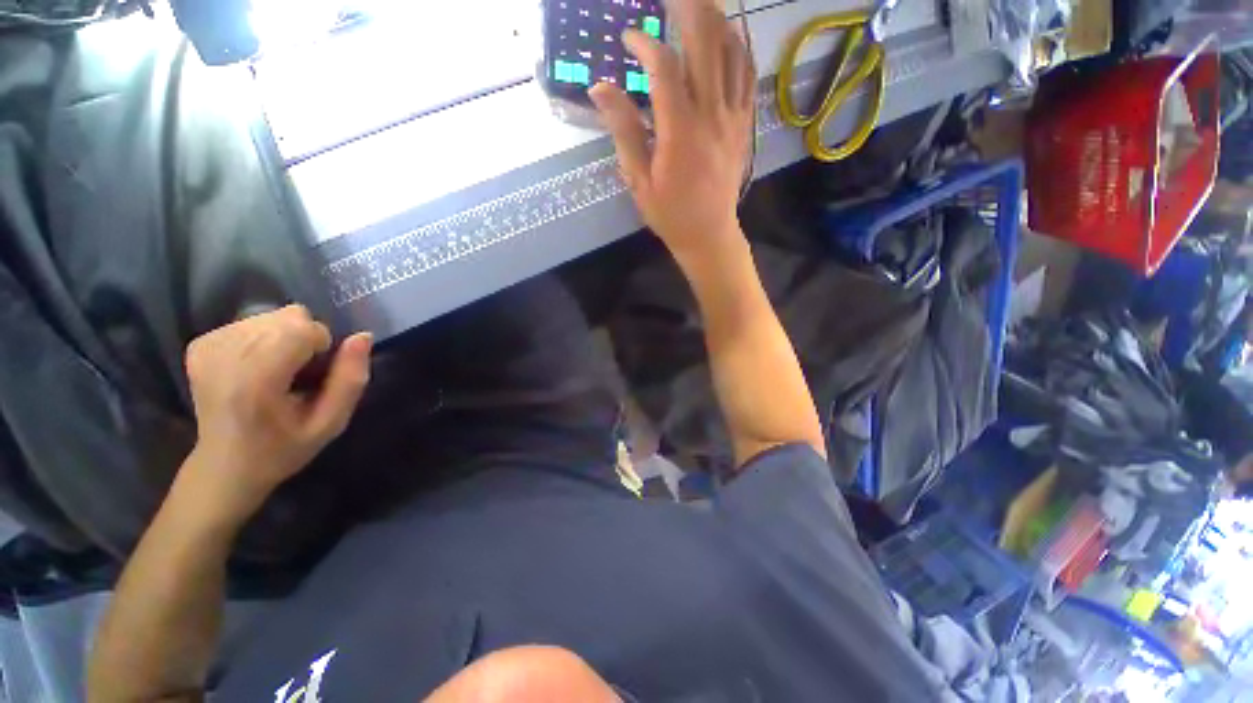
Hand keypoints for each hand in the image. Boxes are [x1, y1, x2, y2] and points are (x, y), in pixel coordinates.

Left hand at [182, 305, 372, 521]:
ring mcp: (207, 347)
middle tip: (300, 374)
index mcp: (255, 381)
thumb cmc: (283, 449)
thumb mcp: (331, 424)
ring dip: (286, 338)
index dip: (323, 345)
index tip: (318, 374)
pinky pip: (251, 321)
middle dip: (306, 338)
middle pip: (288, 316)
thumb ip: (351, 380)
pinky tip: (259, 366)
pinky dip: (265, 338)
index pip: (301, 329)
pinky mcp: (199, 344)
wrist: (224, 466)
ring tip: (279, 371)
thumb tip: (363, 336)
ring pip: (272, 315)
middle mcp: (224, 356)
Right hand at [589, 0, 754, 260]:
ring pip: (731, 51)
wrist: (709, 234)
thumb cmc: (670, 213)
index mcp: (680, 130)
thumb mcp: (639, 179)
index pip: (663, 66)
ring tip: (698, 5)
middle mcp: (711, 114)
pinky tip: (728, 36)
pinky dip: (738, 47)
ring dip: (715, 19)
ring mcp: (733, 117)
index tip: (628, 38)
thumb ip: (624, 131)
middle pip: (705, 41)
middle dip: (687, 7)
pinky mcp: (745, 124)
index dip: (643, 43)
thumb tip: (600, 88)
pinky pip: (747, 75)